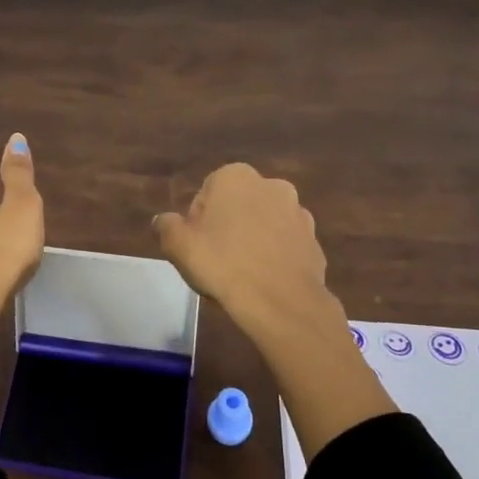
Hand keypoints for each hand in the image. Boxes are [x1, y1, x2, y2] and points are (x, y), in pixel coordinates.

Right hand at [152, 163, 339, 340]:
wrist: (281, 302)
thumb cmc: (223, 264)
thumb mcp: (178, 245)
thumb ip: (167, 226)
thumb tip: (164, 221)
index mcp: (236, 176)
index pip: (205, 195)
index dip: (197, 223)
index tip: (197, 247)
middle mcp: (271, 185)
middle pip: (237, 207)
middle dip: (227, 228)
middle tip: (216, 261)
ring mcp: (298, 213)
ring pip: (264, 225)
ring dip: (253, 241)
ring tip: (241, 276)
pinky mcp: (314, 242)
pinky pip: (285, 247)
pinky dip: (275, 258)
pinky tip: (263, 282)